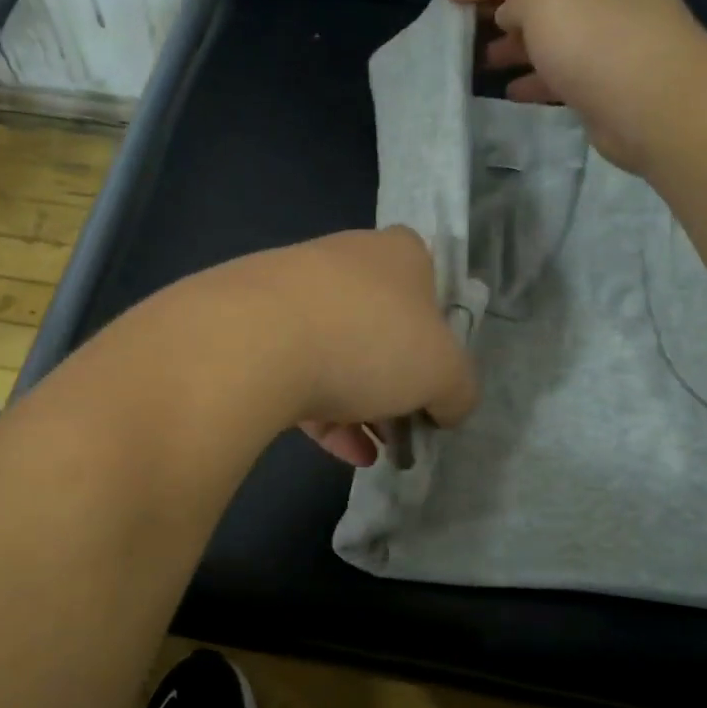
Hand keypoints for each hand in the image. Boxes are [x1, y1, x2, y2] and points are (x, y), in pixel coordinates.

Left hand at [218, 227, 477, 465]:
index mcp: (396, 254)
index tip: (431, 379)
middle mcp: (342, 260)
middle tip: (402, 430)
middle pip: (379, 327)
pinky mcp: (248, 326)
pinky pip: (295, 371)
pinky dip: (321, 412)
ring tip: (370, 453)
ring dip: (359, 406)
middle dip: (394, 384)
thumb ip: (458, 390)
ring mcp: (288, 290)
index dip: (435, 336)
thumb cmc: (370, 341)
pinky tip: (339, 451)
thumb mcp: (444, 372)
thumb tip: (450, 406)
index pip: (427, 284)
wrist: (254, 342)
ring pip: (335, 353)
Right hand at [446, 0, 706, 177]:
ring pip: (549, 39)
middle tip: (460, 30)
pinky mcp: (607, 83)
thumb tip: (510, 16)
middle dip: (499, 13)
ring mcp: (610, 40)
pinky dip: (534, 80)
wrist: (654, 101)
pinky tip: (511, 92)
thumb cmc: (594, 36)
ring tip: (478, 63)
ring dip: (513, 49)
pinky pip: (560, 75)